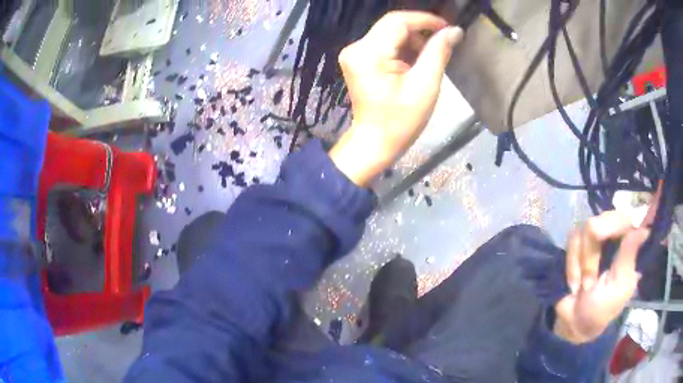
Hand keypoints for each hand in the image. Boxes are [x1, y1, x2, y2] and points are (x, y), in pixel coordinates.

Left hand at [330, 11, 462, 185]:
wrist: (375, 142)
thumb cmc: (401, 120)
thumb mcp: (425, 85)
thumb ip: (438, 52)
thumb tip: (454, 30)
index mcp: (369, 53)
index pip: (397, 21)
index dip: (425, 20)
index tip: (448, 27)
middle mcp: (356, 48)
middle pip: (392, 25)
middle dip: (420, 31)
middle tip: (443, 43)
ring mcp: (355, 53)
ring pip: (389, 33)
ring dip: (413, 40)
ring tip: (430, 56)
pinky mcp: (358, 60)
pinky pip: (384, 44)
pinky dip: (403, 48)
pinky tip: (415, 61)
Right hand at [554, 211, 649, 343]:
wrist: (573, 320)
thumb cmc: (600, 310)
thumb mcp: (618, 289)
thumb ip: (629, 257)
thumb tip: (645, 229)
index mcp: (631, 245)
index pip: (642, 215)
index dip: (650, 200)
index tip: (660, 185)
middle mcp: (616, 233)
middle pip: (604, 219)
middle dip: (592, 255)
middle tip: (589, 282)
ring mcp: (596, 235)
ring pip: (585, 229)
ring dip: (581, 265)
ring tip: (583, 285)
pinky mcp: (578, 240)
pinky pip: (572, 239)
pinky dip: (571, 265)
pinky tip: (574, 281)